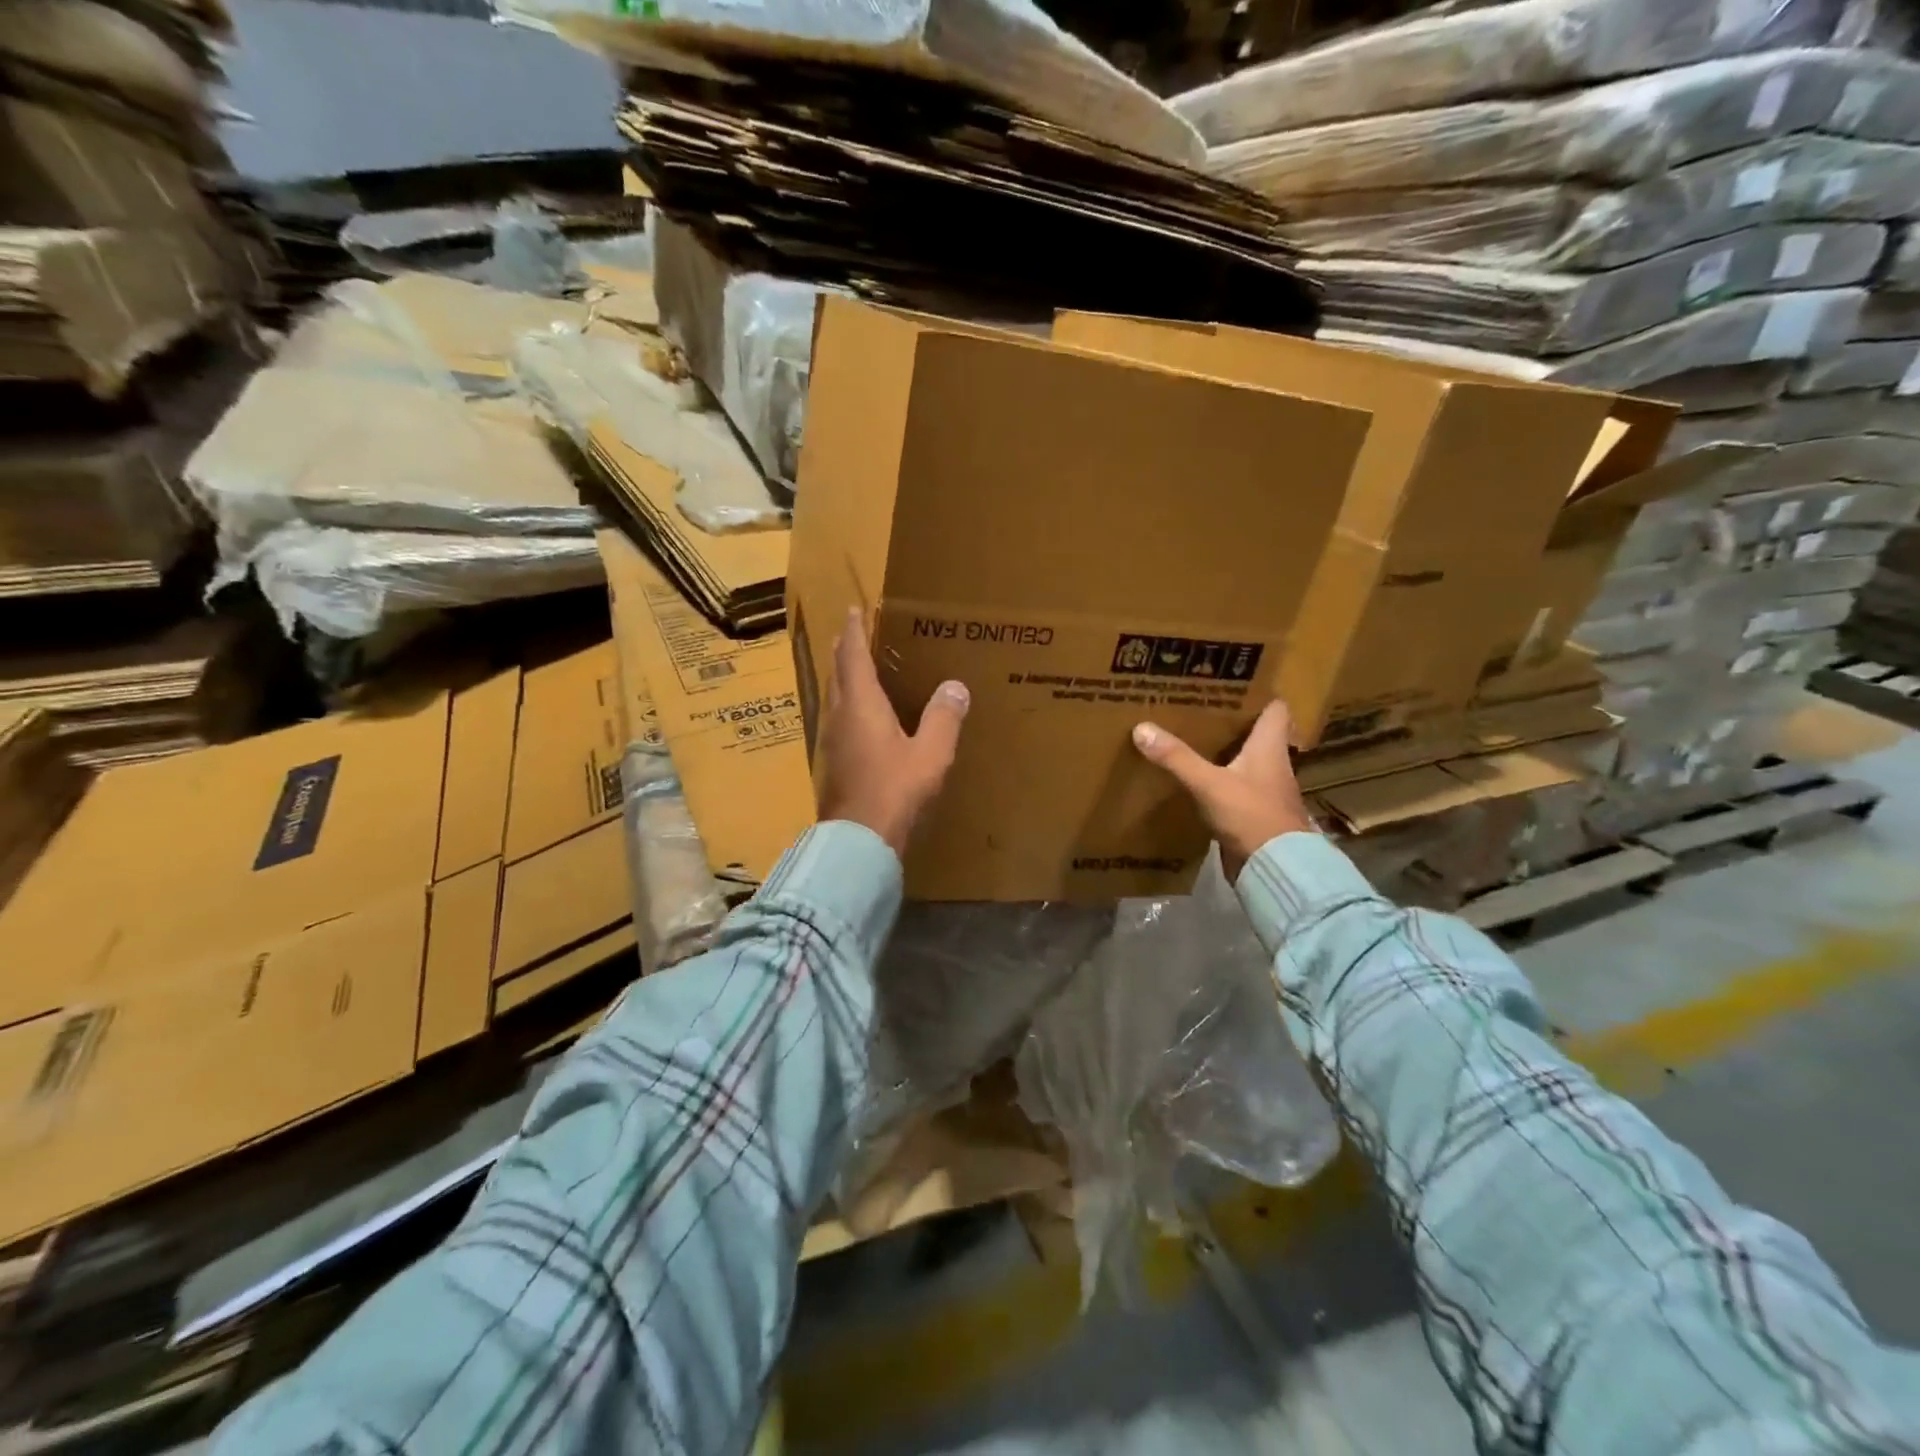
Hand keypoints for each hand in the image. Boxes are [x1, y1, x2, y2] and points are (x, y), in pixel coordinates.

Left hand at [816, 607, 969, 857]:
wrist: (858, 840)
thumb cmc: (895, 791)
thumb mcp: (930, 754)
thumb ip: (943, 718)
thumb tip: (955, 687)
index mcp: (861, 705)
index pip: (854, 656)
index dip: (855, 631)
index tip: (853, 609)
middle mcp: (840, 717)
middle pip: (839, 674)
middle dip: (846, 651)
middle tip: (855, 634)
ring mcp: (831, 741)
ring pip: (835, 697)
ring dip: (844, 678)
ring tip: (858, 670)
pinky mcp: (832, 763)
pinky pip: (839, 720)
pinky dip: (848, 705)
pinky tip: (861, 718)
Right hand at [1132, 701, 1315, 882]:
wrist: (1275, 869)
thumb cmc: (1251, 815)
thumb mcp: (1209, 783)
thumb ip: (1177, 757)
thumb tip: (1142, 727)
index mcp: (1270, 747)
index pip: (1275, 708)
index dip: (1257, 693)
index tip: (1230, 682)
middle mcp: (1272, 764)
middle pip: (1256, 733)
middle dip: (1230, 720)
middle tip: (1198, 706)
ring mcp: (1264, 791)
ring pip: (1244, 760)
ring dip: (1223, 751)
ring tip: (1189, 736)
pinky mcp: (1253, 814)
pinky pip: (1234, 787)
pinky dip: (1217, 779)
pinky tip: (1194, 778)